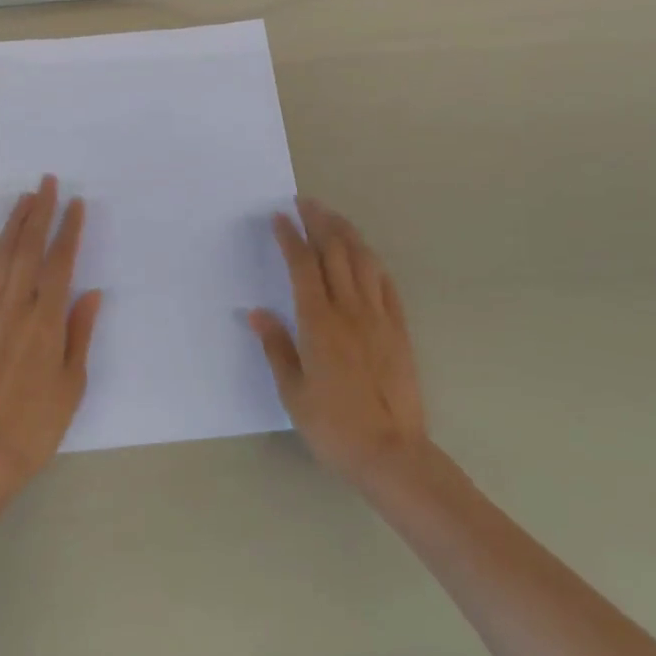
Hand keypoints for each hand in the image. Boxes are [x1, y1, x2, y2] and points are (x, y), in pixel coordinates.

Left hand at [0, 176, 102, 491]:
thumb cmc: (36, 424)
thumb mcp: (72, 383)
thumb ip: (79, 333)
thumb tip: (90, 293)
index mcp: (44, 321)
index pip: (59, 262)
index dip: (68, 230)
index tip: (75, 204)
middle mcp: (12, 308)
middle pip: (26, 249)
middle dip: (38, 213)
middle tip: (46, 183)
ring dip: (11, 226)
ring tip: (23, 201)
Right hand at [252, 198, 428, 484]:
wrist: (391, 453)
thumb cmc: (333, 427)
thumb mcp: (293, 392)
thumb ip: (276, 347)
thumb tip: (256, 313)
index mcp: (319, 324)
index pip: (303, 267)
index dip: (291, 238)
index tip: (279, 217)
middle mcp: (350, 311)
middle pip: (335, 253)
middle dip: (319, 222)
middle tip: (306, 202)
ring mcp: (378, 318)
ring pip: (363, 261)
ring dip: (347, 233)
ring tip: (333, 217)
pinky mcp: (399, 330)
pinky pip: (386, 284)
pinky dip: (372, 262)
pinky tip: (365, 255)